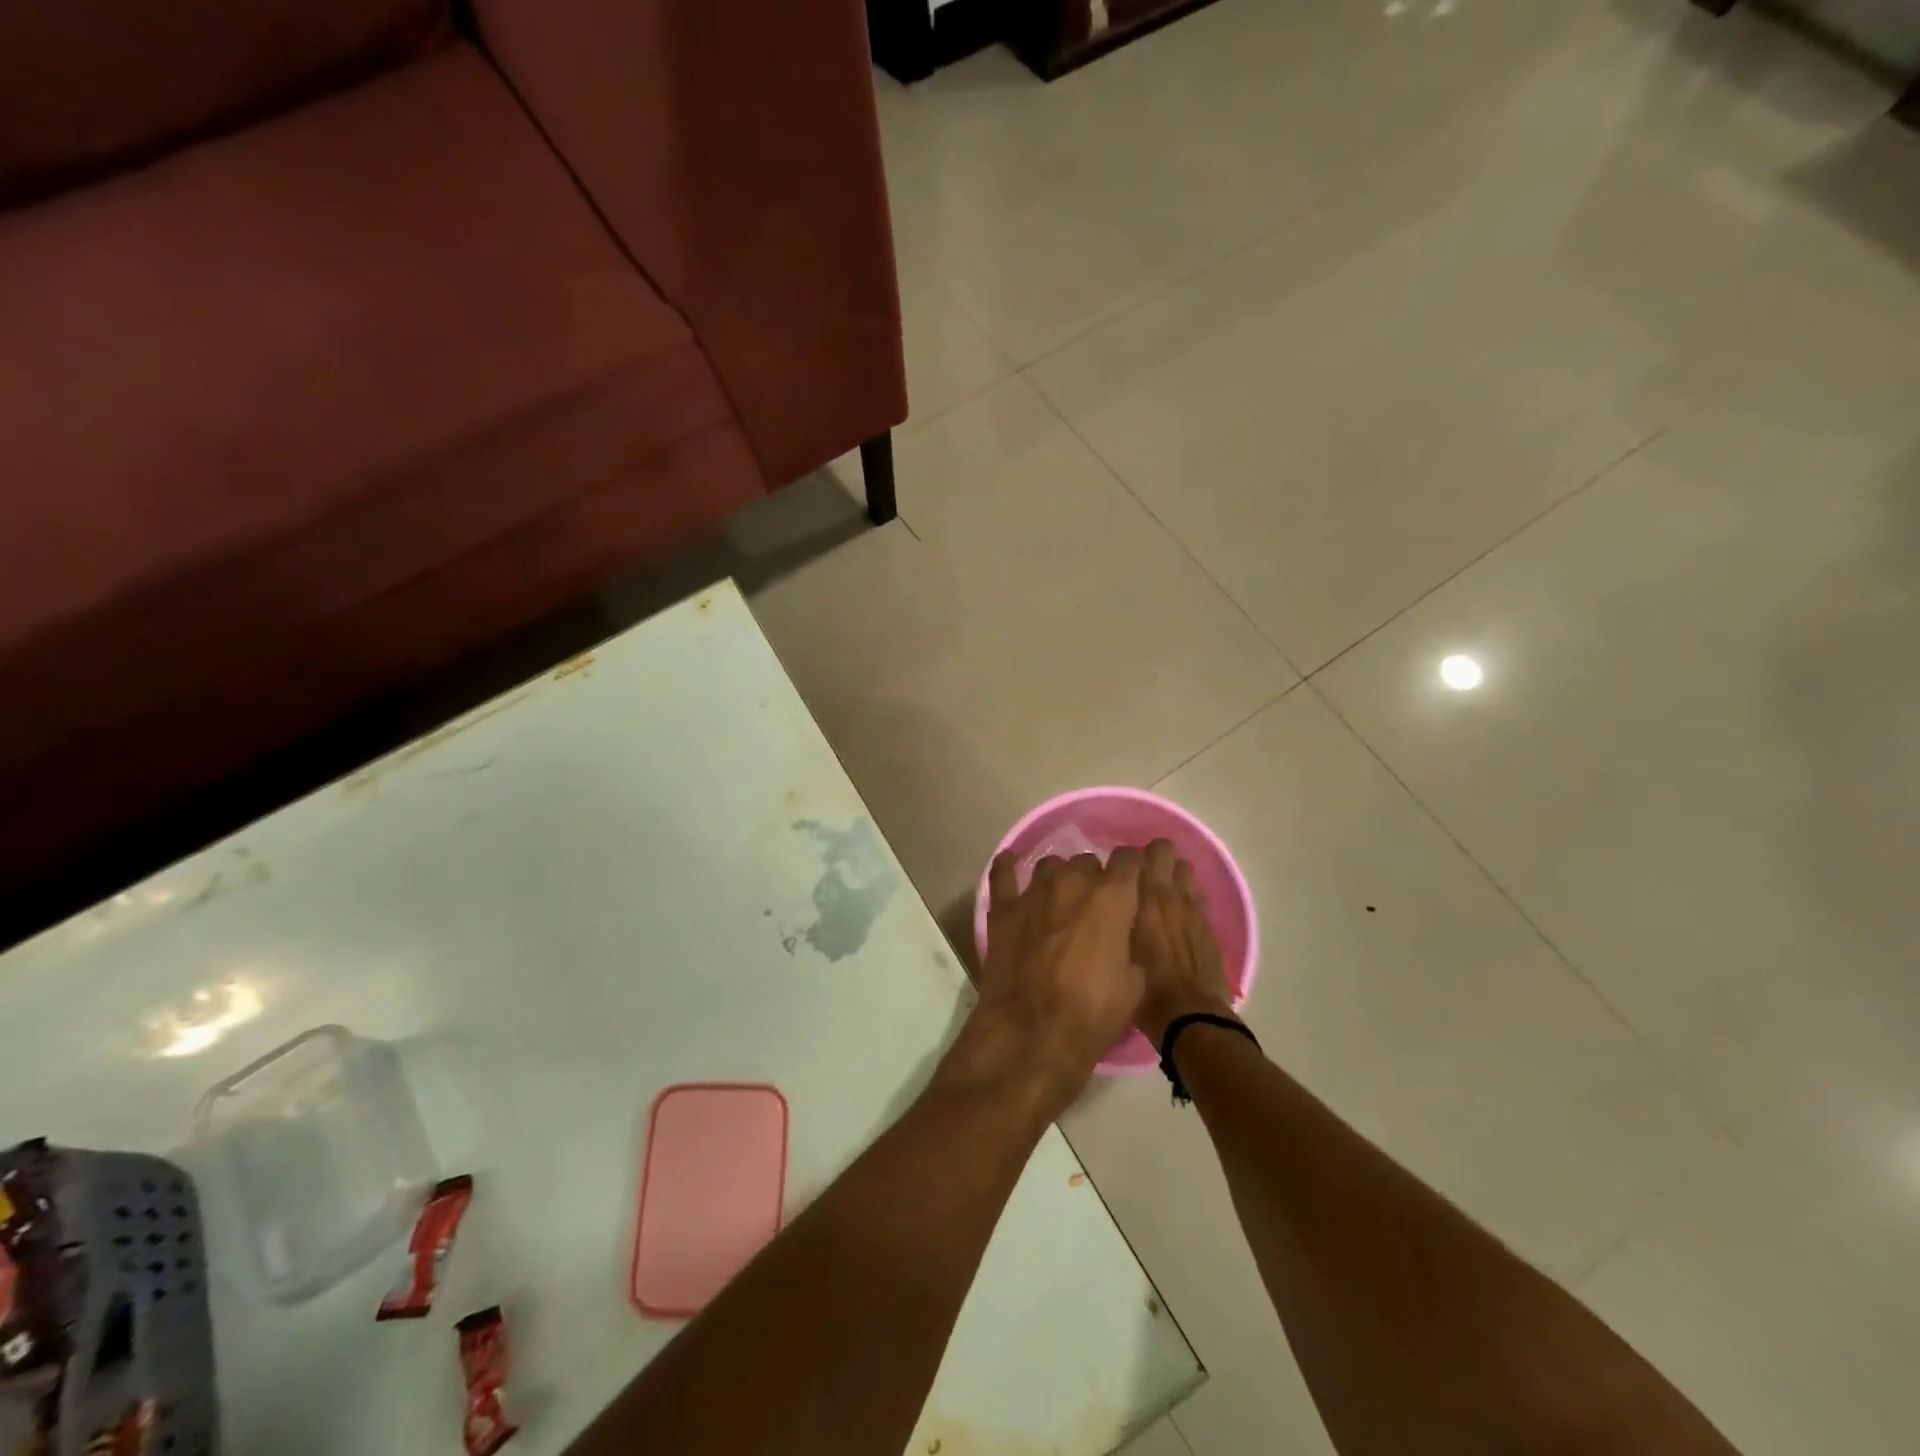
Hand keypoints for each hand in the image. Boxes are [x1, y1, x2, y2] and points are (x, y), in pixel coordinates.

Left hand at [953, 849, 1145, 1110]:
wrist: (1032, 1033)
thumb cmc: (1092, 1013)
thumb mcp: (1134, 985)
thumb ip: (1131, 946)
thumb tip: (1122, 935)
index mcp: (1112, 898)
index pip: (1129, 860)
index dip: (1133, 867)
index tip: (1134, 879)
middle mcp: (1073, 883)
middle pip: (1088, 862)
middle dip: (1095, 878)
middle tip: (1096, 906)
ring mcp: (1034, 892)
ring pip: (1051, 865)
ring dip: (1060, 877)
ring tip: (1060, 897)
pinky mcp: (1003, 908)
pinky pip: (1003, 874)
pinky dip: (1008, 867)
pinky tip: (1010, 864)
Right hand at [1132, 839, 1236, 1048]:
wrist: (1191, 1015)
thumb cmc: (1145, 986)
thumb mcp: (1117, 950)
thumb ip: (1113, 919)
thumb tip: (1105, 905)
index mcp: (1144, 896)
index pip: (1134, 853)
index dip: (1124, 858)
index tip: (1116, 872)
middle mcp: (1170, 893)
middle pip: (1165, 850)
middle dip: (1153, 857)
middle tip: (1139, 877)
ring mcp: (1194, 907)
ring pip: (1185, 871)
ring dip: (1173, 876)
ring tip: (1160, 896)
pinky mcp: (1209, 926)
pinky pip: (1197, 897)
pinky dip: (1187, 900)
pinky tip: (1178, 920)